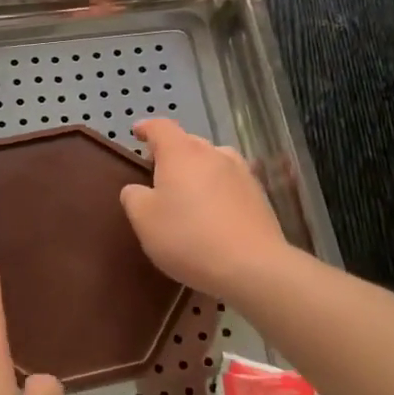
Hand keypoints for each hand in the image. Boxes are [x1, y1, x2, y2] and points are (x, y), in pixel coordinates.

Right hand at [119, 118, 286, 300]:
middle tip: (158, 172)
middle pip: (188, 142)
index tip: (136, 133)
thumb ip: (133, 197)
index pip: (160, 127)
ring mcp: (241, 173)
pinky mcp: (259, 196)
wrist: (252, 267)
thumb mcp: (144, 219)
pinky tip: (213, 212)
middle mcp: (213, 154)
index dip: (146, 128)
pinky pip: (230, 182)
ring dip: (197, 169)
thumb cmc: (188, 237)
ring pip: (213, 160)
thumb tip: (137, 189)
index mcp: (181, 153)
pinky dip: (217, 188)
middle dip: (171, 152)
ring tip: (188, 191)